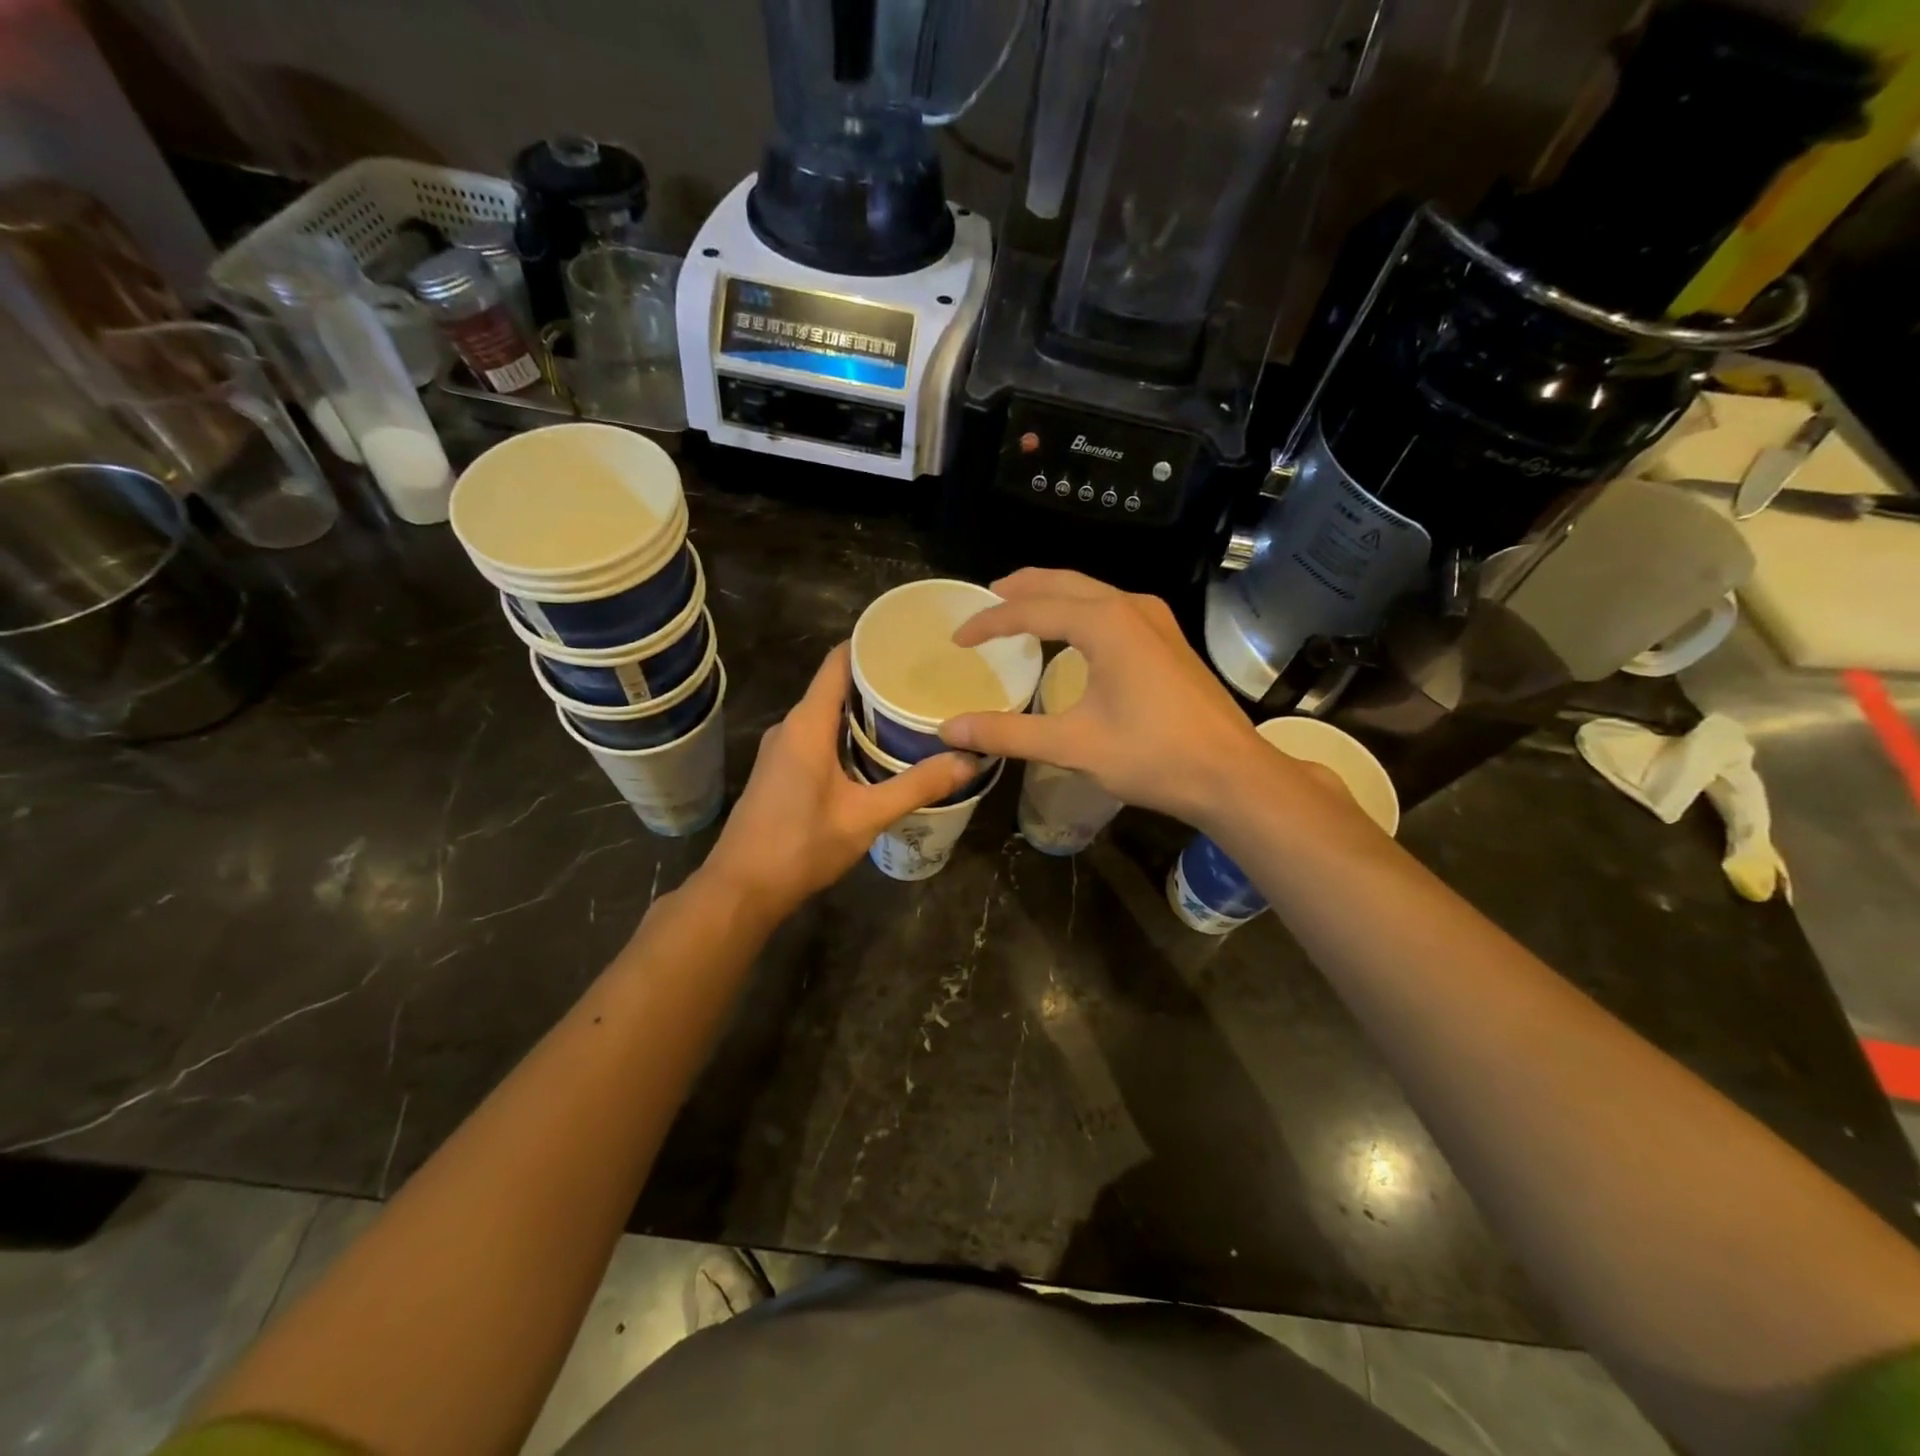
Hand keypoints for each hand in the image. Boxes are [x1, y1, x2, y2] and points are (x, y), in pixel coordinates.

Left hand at [702, 643, 977, 919]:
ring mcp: (782, 749)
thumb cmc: (800, 845)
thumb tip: (969, 760)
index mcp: (807, 724)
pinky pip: (819, 737)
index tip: (912, 641)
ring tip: (911, 712)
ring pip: (828, 714)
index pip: (838, 662)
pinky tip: (879, 751)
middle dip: (878, 681)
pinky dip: (849, 735)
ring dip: (865, 712)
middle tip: (927, 681)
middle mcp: (791, 727)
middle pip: (836, 686)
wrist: (741, 889)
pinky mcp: (781, 771)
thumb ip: (917, 786)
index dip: (871, 645)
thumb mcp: (866, 816)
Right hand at [940, 569, 1282, 828]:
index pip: (1030, 609)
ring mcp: (1156, 620)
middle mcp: (1130, 607)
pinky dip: (1079, 611)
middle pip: (1062, 583)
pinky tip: (1072, 634)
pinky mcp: (1169, 639)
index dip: (989, 622)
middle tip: (985, 599)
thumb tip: (950, 730)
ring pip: (1091, 592)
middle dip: (1020, 589)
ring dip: (1052, 596)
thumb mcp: (1072, 745)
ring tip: (1020, 609)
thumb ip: (1008, 733)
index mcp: (1104, 622)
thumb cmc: (1153, 756)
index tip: (958, 639)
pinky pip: (1112, 608)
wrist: (1232, 774)